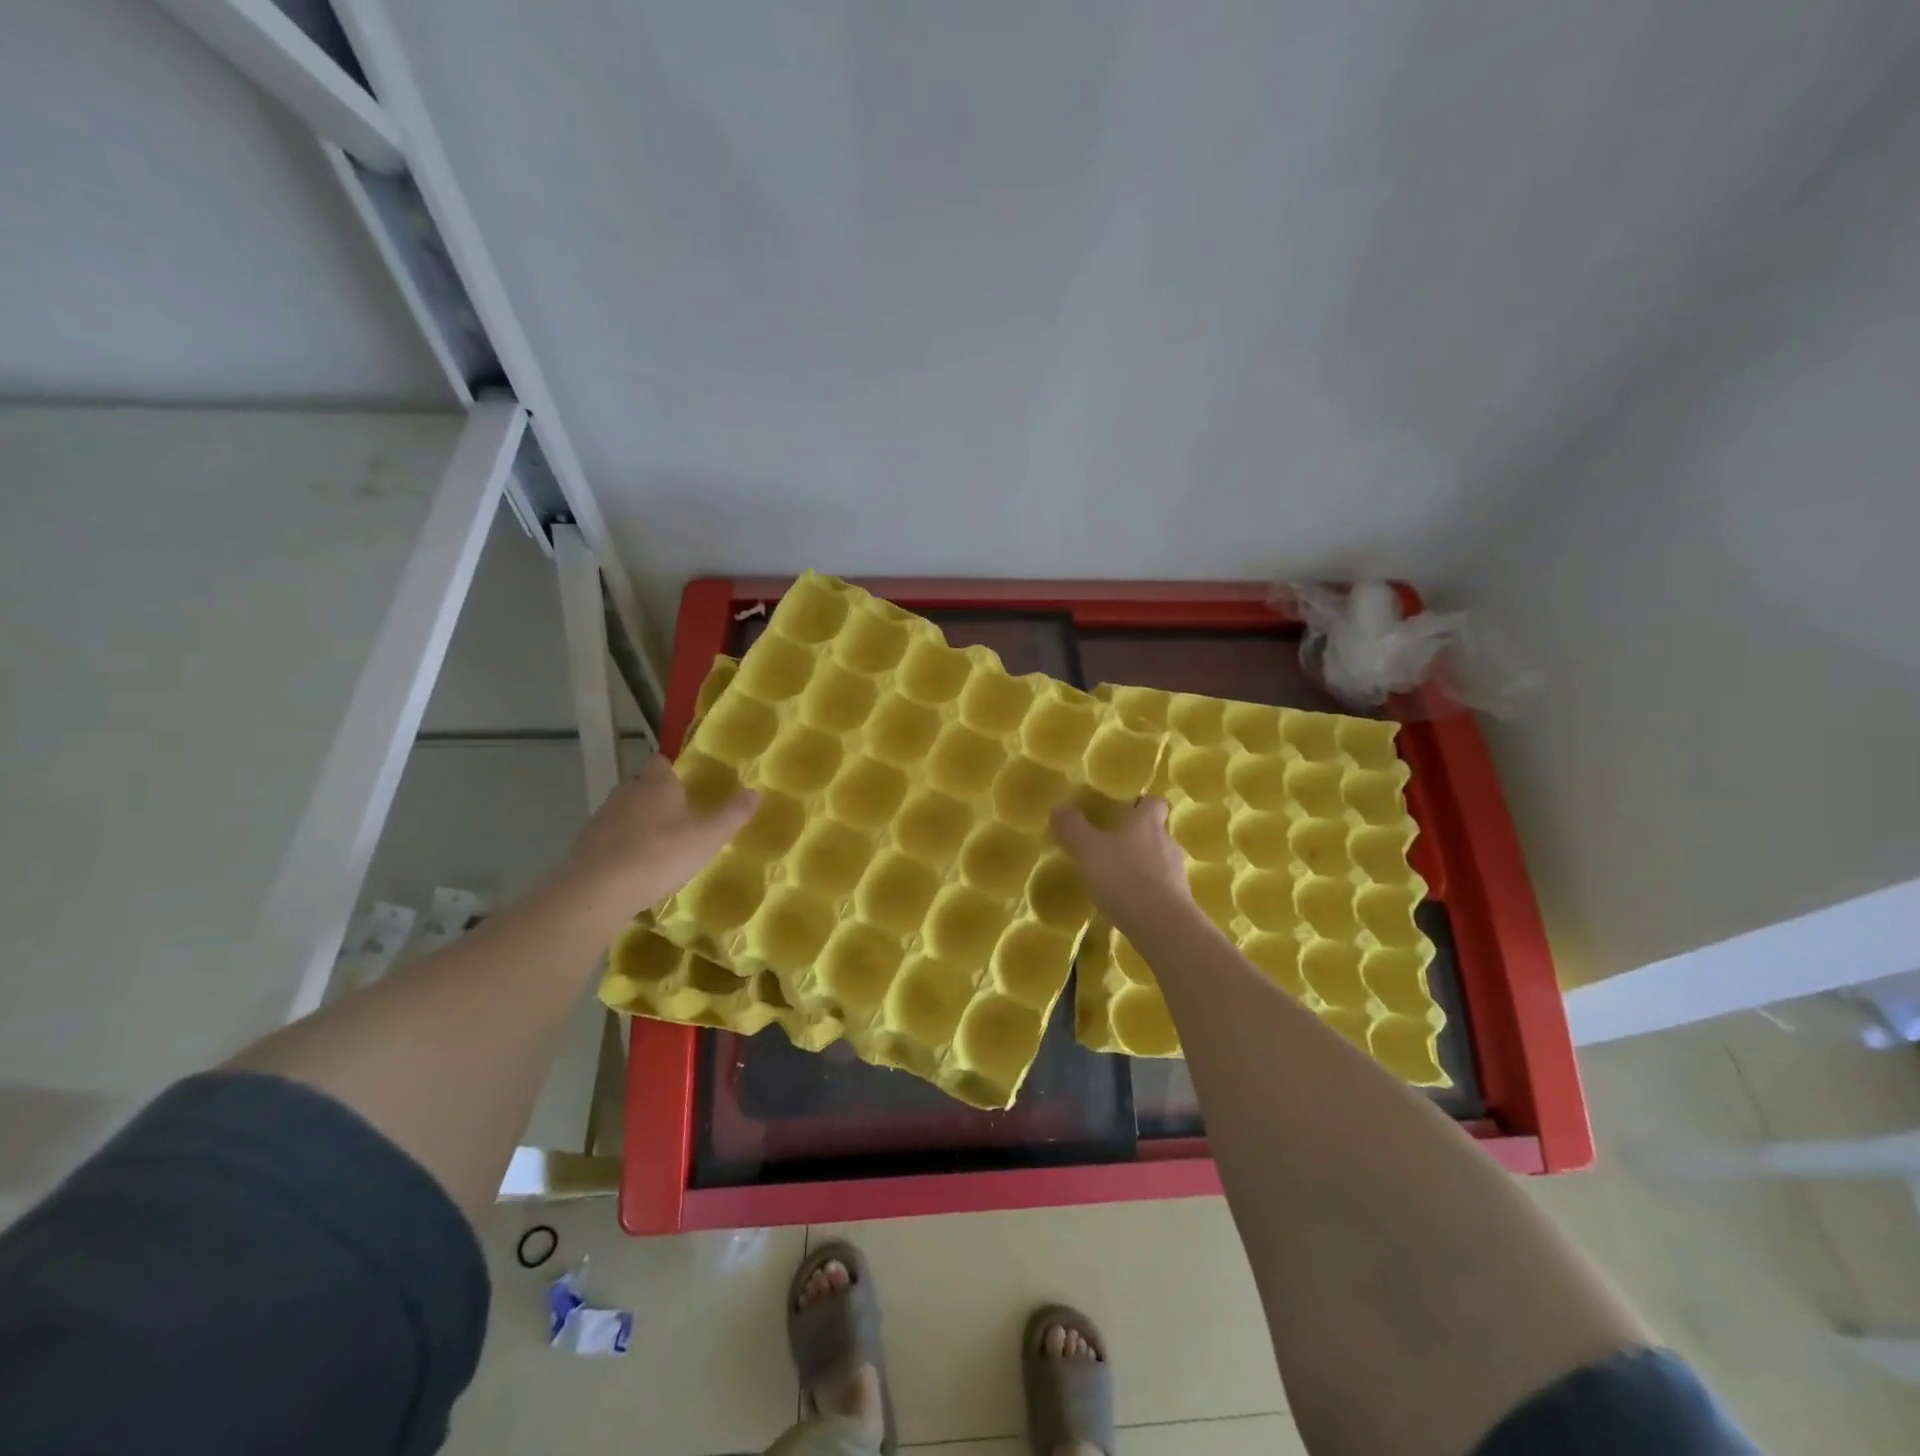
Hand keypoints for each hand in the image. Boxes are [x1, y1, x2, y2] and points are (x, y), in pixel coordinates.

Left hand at [557, 754, 757, 913]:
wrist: (599, 890)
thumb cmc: (661, 854)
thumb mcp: (708, 836)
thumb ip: (733, 814)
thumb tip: (756, 791)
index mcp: (656, 785)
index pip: (661, 762)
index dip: (672, 770)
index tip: (685, 784)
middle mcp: (627, 792)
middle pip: (642, 785)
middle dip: (657, 797)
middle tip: (678, 816)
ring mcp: (602, 817)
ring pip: (624, 811)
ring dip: (638, 821)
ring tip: (658, 844)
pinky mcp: (586, 844)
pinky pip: (610, 836)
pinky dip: (621, 845)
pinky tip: (633, 866)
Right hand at [1049, 797, 1190, 932]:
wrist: (1162, 926)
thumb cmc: (1124, 878)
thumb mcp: (1088, 851)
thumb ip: (1073, 828)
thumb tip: (1059, 807)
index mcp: (1147, 824)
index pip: (1155, 803)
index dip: (1144, 804)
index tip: (1129, 809)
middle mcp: (1167, 842)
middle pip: (1157, 831)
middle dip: (1138, 837)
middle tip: (1113, 845)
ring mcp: (1177, 872)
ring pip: (1160, 860)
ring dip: (1143, 865)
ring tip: (1118, 877)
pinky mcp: (1180, 900)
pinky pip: (1162, 887)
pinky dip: (1148, 890)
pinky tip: (1129, 902)